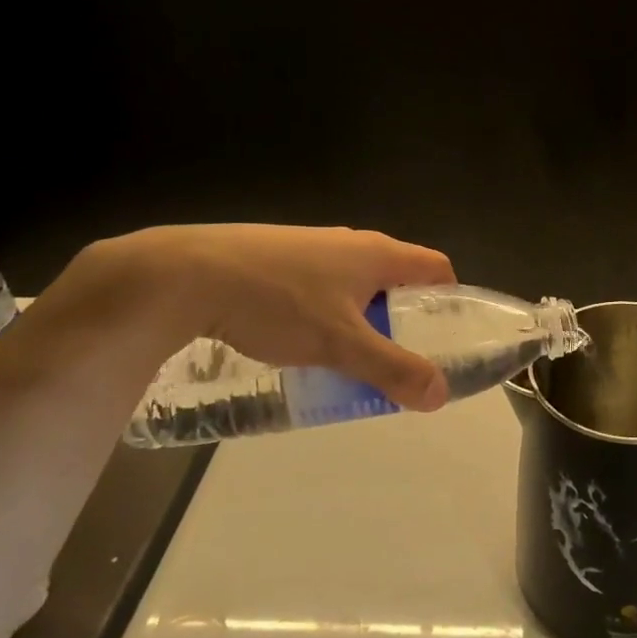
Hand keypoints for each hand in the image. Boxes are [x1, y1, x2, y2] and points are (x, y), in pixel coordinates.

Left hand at [93, 224, 457, 411]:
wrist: (187, 275)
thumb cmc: (278, 303)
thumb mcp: (341, 344)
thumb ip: (393, 369)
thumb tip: (440, 395)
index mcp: (378, 254)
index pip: (437, 267)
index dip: (450, 300)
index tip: (445, 338)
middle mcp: (351, 242)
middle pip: (396, 279)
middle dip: (403, 319)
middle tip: (397, 360)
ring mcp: (311, 246)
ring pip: (355, 285)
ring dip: (362, 319)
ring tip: (348, 358)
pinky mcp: (277, 257)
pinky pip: (320, 286)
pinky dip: (327, 313)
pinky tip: (300, 341)